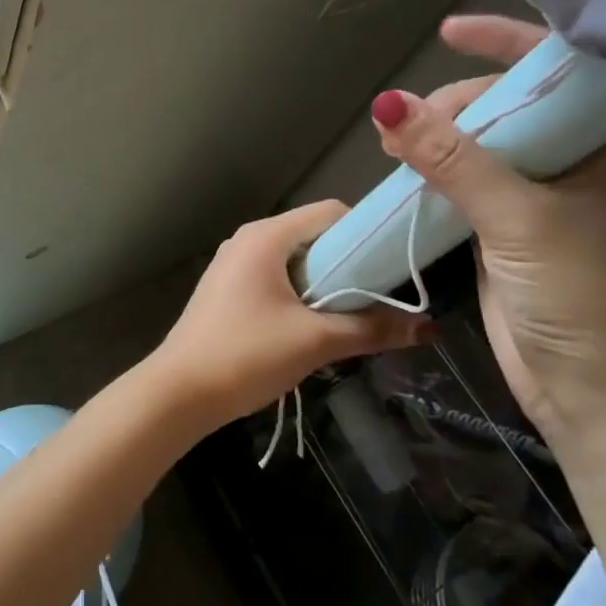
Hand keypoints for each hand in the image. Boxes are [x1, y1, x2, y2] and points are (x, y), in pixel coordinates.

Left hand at [155, 201, 431, 433]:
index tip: (393, 269)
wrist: (178, 392)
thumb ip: (371, 329)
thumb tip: (427, 328)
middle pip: (314, 236)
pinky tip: (311, 328)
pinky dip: (299, 294)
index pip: (331, 213)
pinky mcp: (226, 289)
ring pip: (295, 261)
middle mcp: (248, 240)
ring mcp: (233, 264)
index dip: (367, 235)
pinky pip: (274, 278)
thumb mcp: (315, 342)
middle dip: (348, 265)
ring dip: (325, 285)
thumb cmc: (246, 355)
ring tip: (349, 318)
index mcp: (266, 236)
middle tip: (377, 300)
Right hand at [374, 15, 605, 439]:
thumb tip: (387, 104)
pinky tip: (407, 172)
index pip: (555, 72)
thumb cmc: (577, 293)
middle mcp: (575, 160)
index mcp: (604, 145)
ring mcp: (540, 194)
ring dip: (439, 139)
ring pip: (481, 144)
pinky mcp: (509, 226)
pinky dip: (436, 173)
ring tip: (395, 144)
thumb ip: (451, 158)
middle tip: (411, 127)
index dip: (504, 43)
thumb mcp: (516, 217)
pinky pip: (467, 181)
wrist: (588, 387)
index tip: (449, 32)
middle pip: (507, 106)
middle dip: (456, 105)